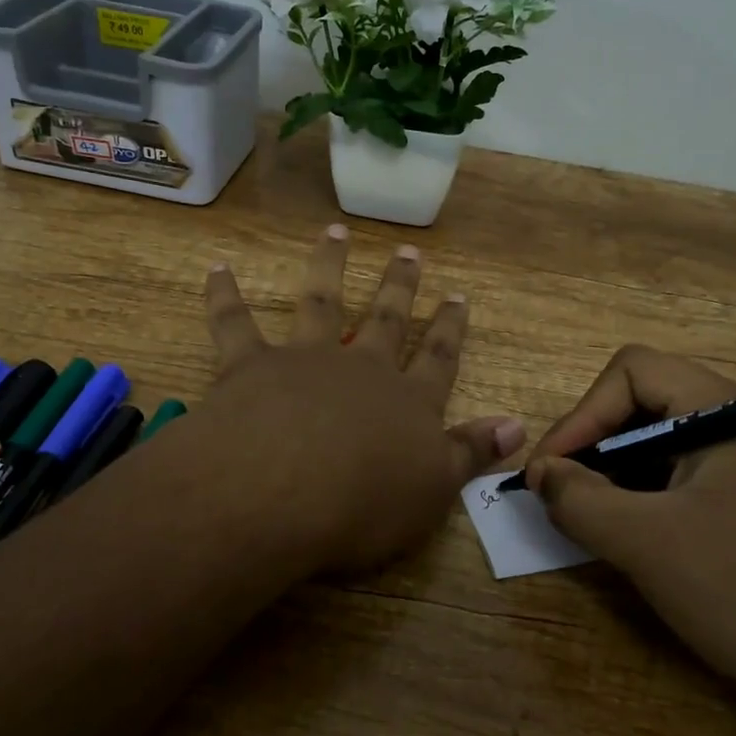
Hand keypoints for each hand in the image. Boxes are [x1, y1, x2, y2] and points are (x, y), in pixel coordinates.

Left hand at [194, 225, 523, 572]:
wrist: (282, 492)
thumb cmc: (364, 503)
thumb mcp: (434, 488)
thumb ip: (472, 453)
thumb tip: (518, 424)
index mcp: (406, 403)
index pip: (437, 359)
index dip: (449, 328)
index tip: (458, 296)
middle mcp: (359, 369)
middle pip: (385, 319)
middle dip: (398, 286)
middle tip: (407, 252)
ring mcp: (304, 360)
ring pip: (321, 303)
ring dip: (328, 266)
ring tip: (335, 232)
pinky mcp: (250, 365)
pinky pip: (235, 322)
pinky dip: (225, 295)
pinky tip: (218, 268)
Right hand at [525, 346, 735, 735]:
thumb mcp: (649, 546)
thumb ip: (580, 500)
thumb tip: (543, 474)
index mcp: (731, 412)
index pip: (633, 371)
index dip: (580, 414)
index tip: (551, 472)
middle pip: (651, 403)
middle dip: (598, 445)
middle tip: (567, 496)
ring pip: (673, 444)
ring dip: (624, 474)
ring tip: (600, 522)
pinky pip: (700, 479)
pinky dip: (658, 498)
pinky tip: (648, 540)